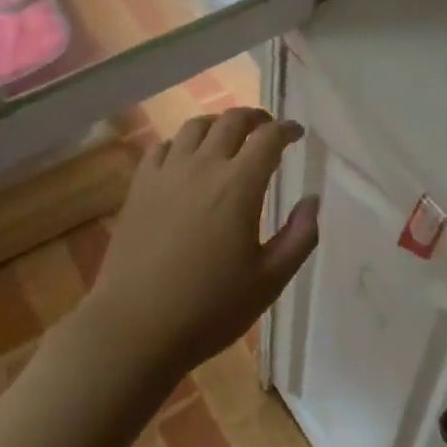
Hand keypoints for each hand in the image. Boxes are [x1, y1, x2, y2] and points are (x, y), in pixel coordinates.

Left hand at [88, 107, 318, 382]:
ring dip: (218, 124)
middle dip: (255, 118)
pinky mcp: (139, 187)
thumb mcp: (269, 281)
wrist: (134, 329)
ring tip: (228, 137)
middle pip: (232, 121)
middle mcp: (203, 166)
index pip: (268, 138)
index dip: (287, 129)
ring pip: (195, 126)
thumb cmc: (209, 308)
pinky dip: (181, 143)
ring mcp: (166, 173)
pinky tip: (185, 158)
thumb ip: (300, 237)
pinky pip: (162, 147)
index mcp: (239, 185)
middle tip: (266, 129)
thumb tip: (312, 200)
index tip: (297, 133)